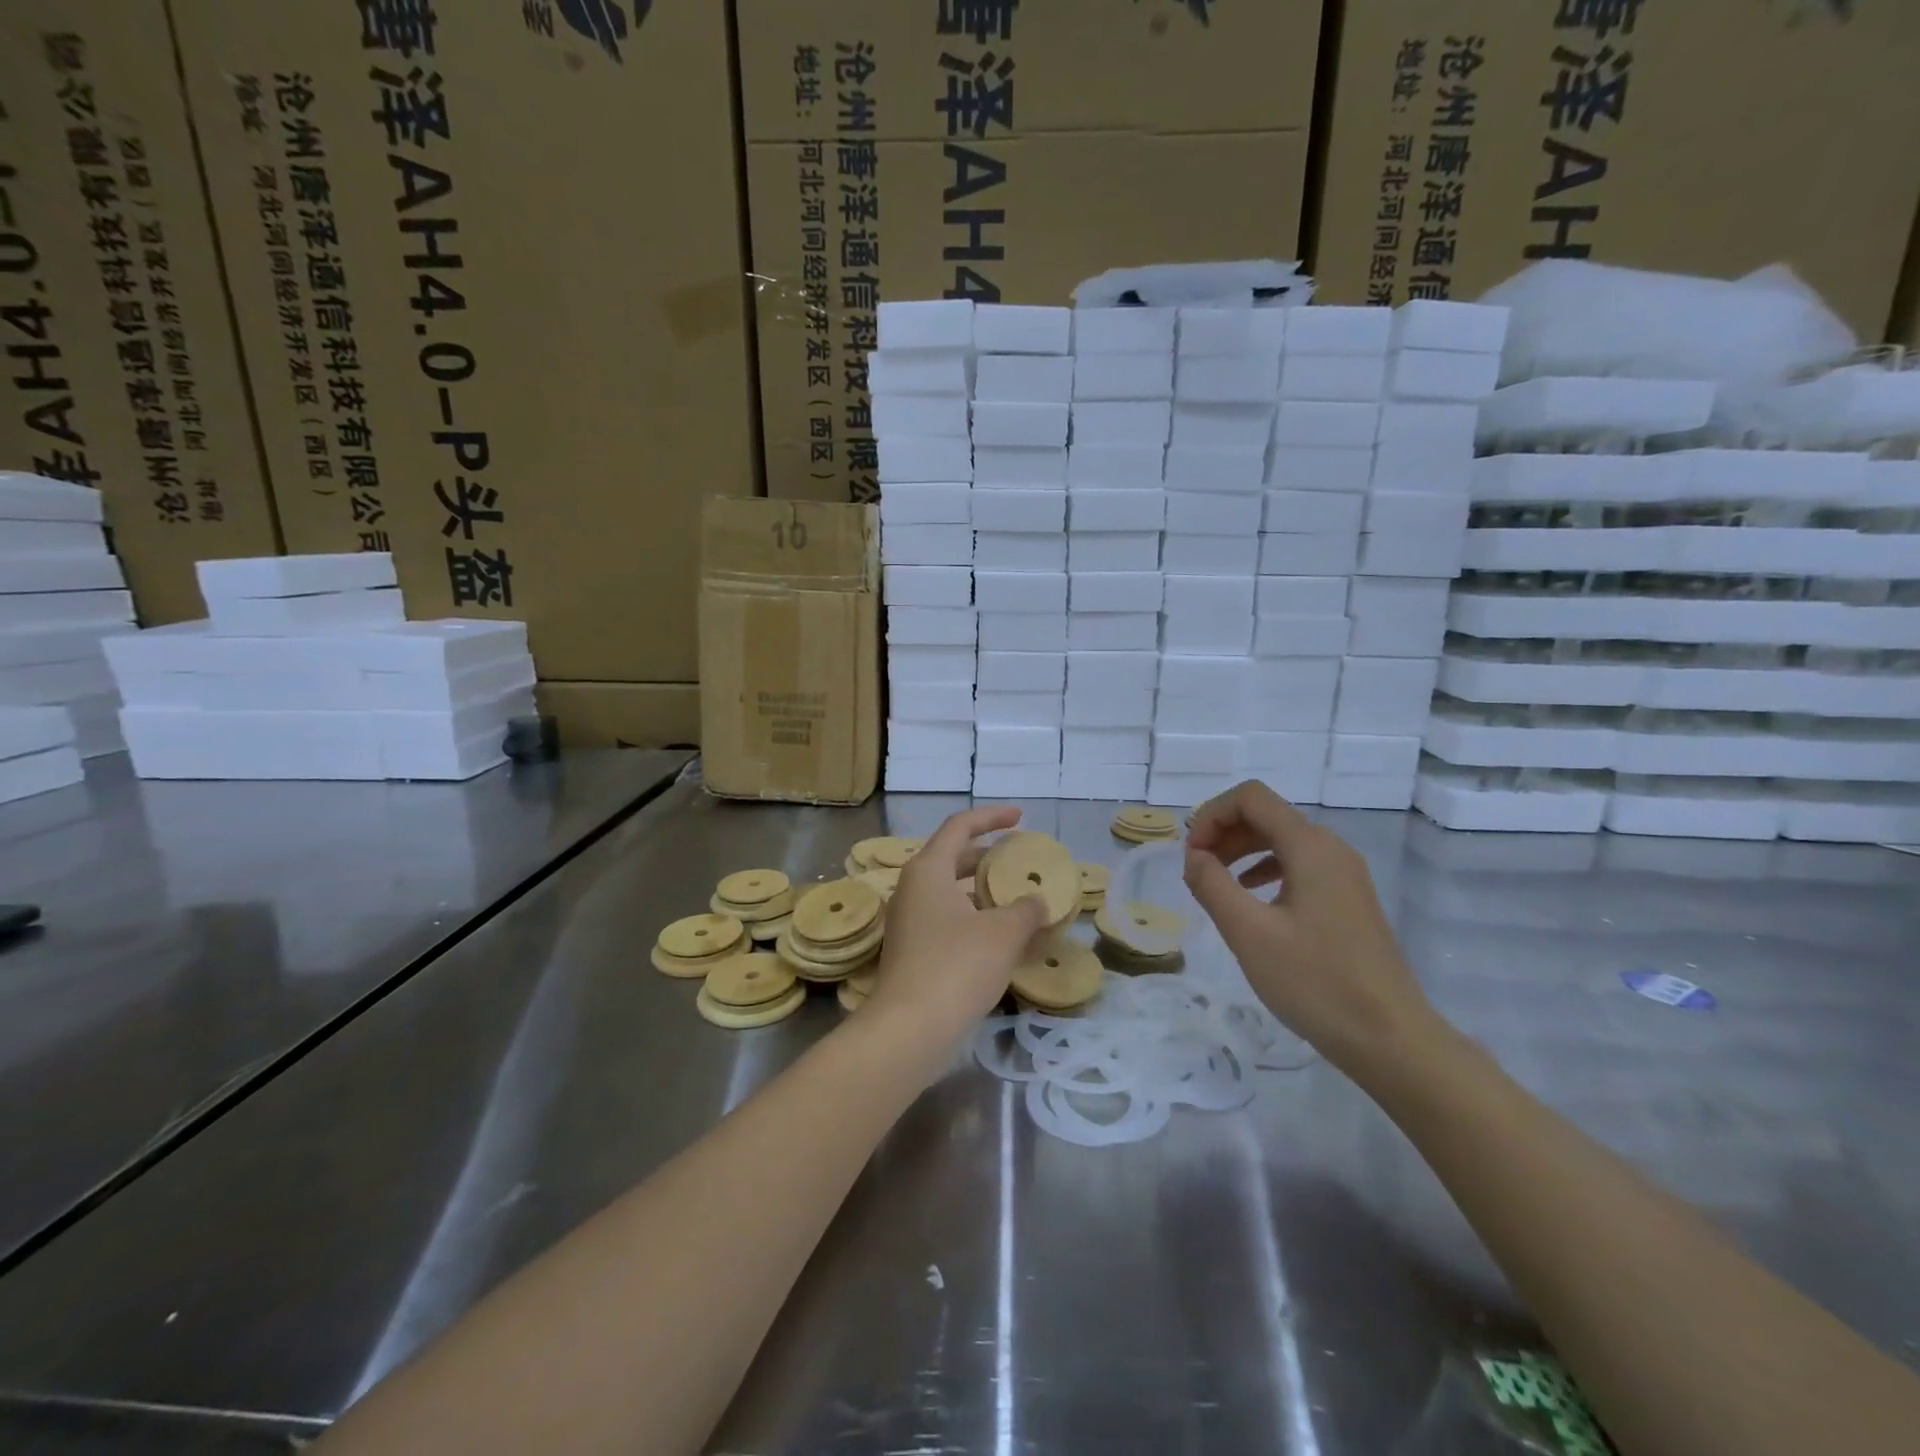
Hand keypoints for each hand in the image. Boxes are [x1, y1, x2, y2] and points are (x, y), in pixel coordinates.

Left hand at [864, 806, 1049, 1049]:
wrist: (909, 1028)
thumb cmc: (957, 965)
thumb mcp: (1003, 933)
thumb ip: (1026, 910)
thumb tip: (1036, 902)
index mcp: (928, 869)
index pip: (960, 826)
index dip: (991, 817)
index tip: (1020, 817)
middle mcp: (912, 888)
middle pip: (951, 857)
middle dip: (986, 855)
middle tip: (1017, 860)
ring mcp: (908, 921)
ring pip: (948, 892)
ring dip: (980, 891)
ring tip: (1014, 899)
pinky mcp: (910, 950)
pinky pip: (945, 919)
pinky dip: (972, 917)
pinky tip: (999, 938)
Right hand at [1183, 781, 1442, 1081]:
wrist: (1390, 1039)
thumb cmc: (1315, 981)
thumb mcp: (1248, 932)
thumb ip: (1212, 885)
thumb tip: (1194, 856)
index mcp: (1310, 847)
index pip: (1251, 798)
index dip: (1211, 814)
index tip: (1190, 854)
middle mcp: (1331, 849)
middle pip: (1266, 815)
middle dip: (1223, 832)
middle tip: (1195, 870)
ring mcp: (1344, 875)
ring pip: (1282, 840)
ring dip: (1241, 851)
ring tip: (1214, 883)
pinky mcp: (1348, 900)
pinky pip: (1298, 865)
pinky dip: (1264, 870)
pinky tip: (1250, 899)